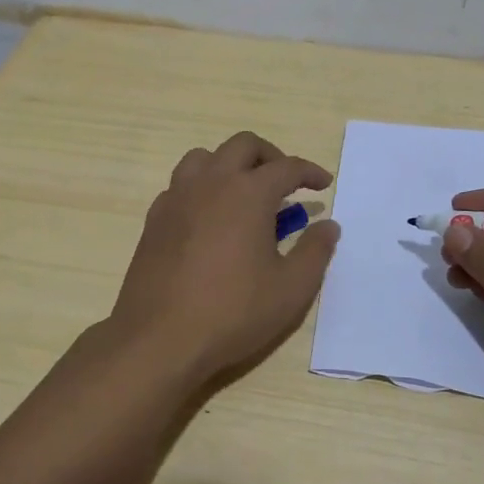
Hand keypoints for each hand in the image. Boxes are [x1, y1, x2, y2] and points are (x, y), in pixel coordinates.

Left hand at [105, 132, 340, 386]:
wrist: (159, 337)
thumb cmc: (232, 312)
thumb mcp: (291, 288)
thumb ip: (315, 251)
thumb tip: (328, 225)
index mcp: (248, 193)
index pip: (287, 167)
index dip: (310, 172)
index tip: (323, 184)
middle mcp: (212, 183)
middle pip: (243, 146)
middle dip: (270, 156)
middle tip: (285, 183)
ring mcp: (178, 197)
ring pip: (205, 157)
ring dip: (230, 164)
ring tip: (244, 193)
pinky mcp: (155, 218)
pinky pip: (181, 184)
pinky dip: (201, 187)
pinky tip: (209, 217)